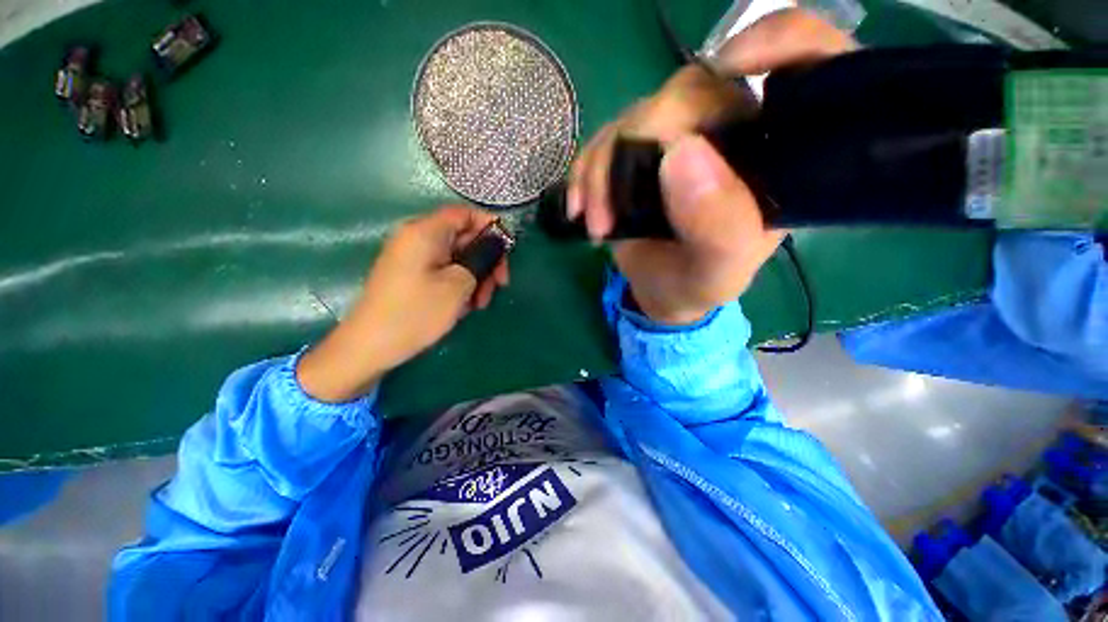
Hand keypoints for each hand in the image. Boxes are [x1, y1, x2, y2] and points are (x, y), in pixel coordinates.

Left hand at [297, 206, 508, 401]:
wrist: (370, 346)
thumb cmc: (416, 312)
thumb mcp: (458, 285)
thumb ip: (480, 259)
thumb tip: (492, 248)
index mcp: (425, 232)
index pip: (464, 213)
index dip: (490, 226)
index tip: (507, 250)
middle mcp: (417, 238)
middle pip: (464, 237)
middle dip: (486, 260)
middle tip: (498, 286)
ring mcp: (414, 258)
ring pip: (457, 257)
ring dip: (476, 277)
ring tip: (480, 304)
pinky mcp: (412, 276)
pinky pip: (444, 271)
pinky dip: (460, 284)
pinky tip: (464, 306)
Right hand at [568, 9, 854, 324]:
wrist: (660, 290)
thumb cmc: (698, 283)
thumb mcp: (719, 270)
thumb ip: (717, 224)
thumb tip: (680, 152)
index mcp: (774, 153)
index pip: (806, 63)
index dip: (779, 42)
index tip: (733, 66)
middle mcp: (732, 131)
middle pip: (691, 90)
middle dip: (638, 144)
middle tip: (612, 211)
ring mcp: (679, 136)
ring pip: (636, 115)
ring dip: (602, 171)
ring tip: (597, 224)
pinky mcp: (639, 150)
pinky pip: (605, 137)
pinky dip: (585, 171)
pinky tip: (579, 208)